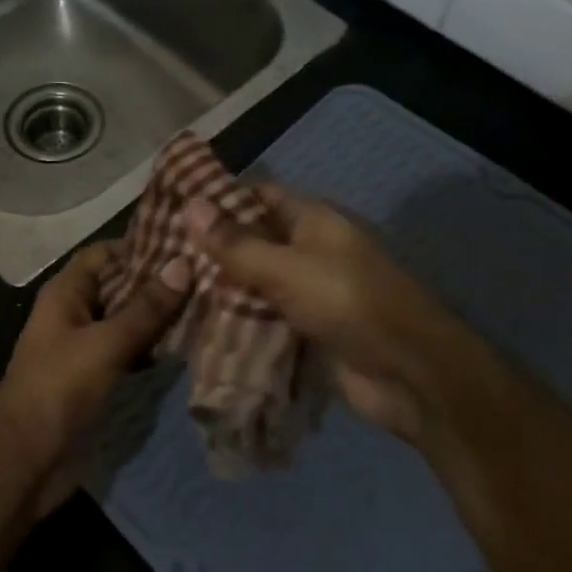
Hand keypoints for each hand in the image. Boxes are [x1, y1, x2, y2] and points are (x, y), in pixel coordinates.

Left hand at [0, 242, 189, 481]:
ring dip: (157, 317)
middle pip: (118, 286)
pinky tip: (184, 349)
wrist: (25, 462)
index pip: (104, 254)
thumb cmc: (59, 388)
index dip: (139, 246)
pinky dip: (151, 348)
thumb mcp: (106, 344)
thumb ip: (145, 308)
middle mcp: (74, 312)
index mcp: (66, 292)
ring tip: (206, 307)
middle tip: (206, 277)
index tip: (183, 246)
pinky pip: (127, 352)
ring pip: (125, 321)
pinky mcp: (93, 378)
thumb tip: (183, 264)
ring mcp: (83, 347)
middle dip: (156, 283)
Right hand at [188, 187, 462, 445]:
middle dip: (213, 248)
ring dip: (222, 288)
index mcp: (312, 220)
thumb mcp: (286, 267)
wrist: (411, 375)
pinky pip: (265, 319)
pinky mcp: (308, 331)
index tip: (173, 207)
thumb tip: (190, 206)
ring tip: (170, 291)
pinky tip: (198, 327)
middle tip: (161, 255)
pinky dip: (238, 322)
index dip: (219, 199)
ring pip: (256, 283)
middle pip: (253, 240)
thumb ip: (236, 243)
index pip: (257, 196)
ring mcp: (310, 292)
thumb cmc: (348, 302)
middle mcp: (309, 250)